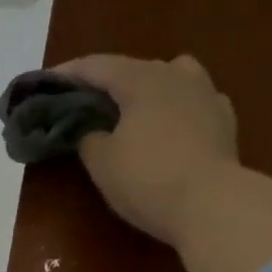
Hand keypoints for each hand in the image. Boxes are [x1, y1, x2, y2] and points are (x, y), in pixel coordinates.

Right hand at [56, 53, 241, 249]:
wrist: (211, 205)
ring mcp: (206, 95)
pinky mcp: (225, 121)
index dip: (68, 73)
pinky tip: (172, 126)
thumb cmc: (148, 178)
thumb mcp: (102, 162)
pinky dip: (176, 110)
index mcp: (140, 79)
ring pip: (171, 78)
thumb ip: (89, 138)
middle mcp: (175, 75)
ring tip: (135, 108)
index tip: (46, 83)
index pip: (96, 66)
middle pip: (134, 69)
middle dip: (108, 83)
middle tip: (86, 102)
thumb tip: (92, 131)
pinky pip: (194, 104)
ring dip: (149, 89)